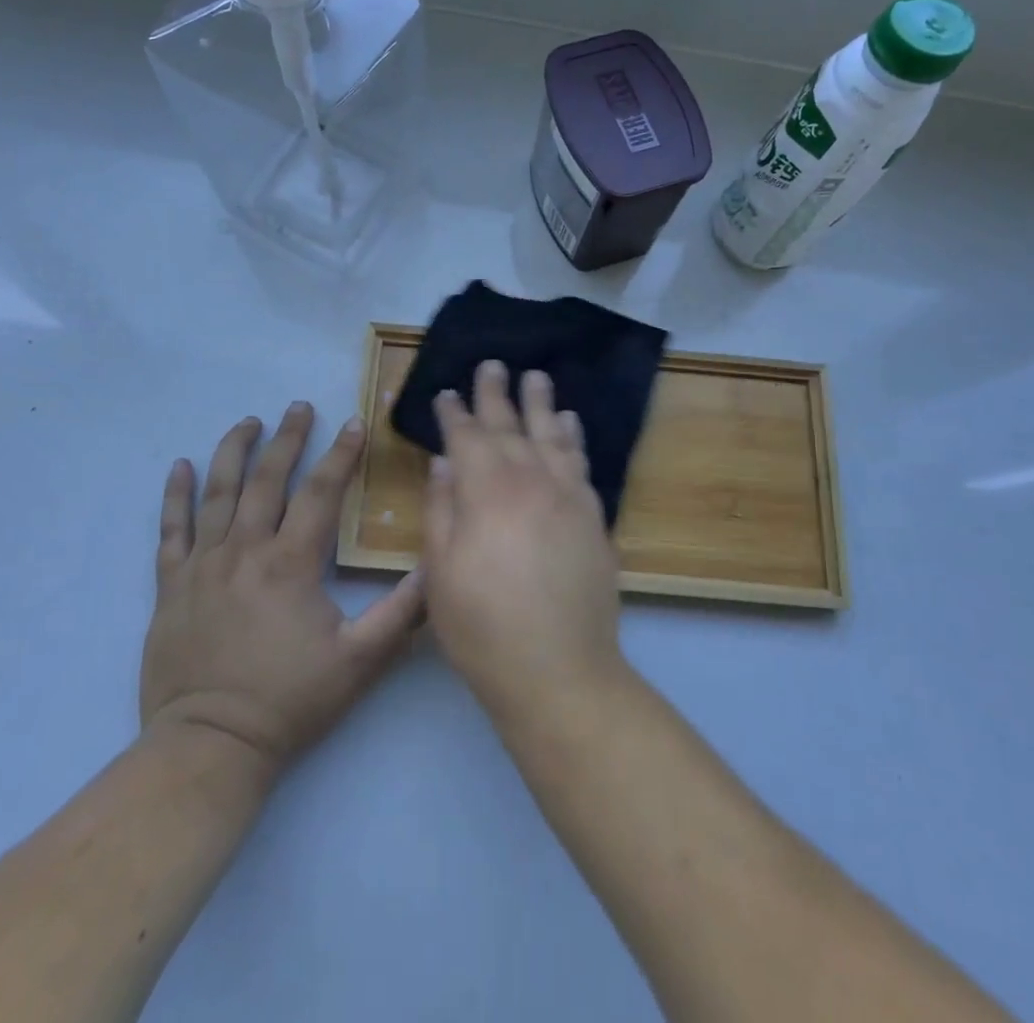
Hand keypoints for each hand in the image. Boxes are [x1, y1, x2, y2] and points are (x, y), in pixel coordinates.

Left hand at [141, 403, 424, 778]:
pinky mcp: (171, 585)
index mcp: (290, 563)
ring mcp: (203, 564)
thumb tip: (435, 567)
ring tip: (248, 421)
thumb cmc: (289, 702)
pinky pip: (171, 529)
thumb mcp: (359, 662)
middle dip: (288, 438)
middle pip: (267, 479)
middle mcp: (244, 550)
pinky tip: (179, 467)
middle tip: (300, 407)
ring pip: (218, 492)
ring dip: (234, 451)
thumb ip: (401, 613)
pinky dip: (175, 496)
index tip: (355, 423)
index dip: (341, 454)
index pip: (320, 493)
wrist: (209, 746)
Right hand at [422, 362, 622, 723]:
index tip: (446, 393)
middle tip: (492, 364)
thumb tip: (443, 462)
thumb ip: (441, 509)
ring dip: (541, 403)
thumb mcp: (440, 572)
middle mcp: (529, 479)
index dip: (455, 412)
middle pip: (510, 425)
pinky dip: (572, 437)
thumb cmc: (483, 626)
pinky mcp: (593, 515)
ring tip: (536, 376)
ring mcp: (567, 495)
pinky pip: (580, 462)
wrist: (559, 670)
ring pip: (551, 434)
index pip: (466, 436)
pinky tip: (568, 423)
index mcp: (485, 491)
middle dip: (496, 392)